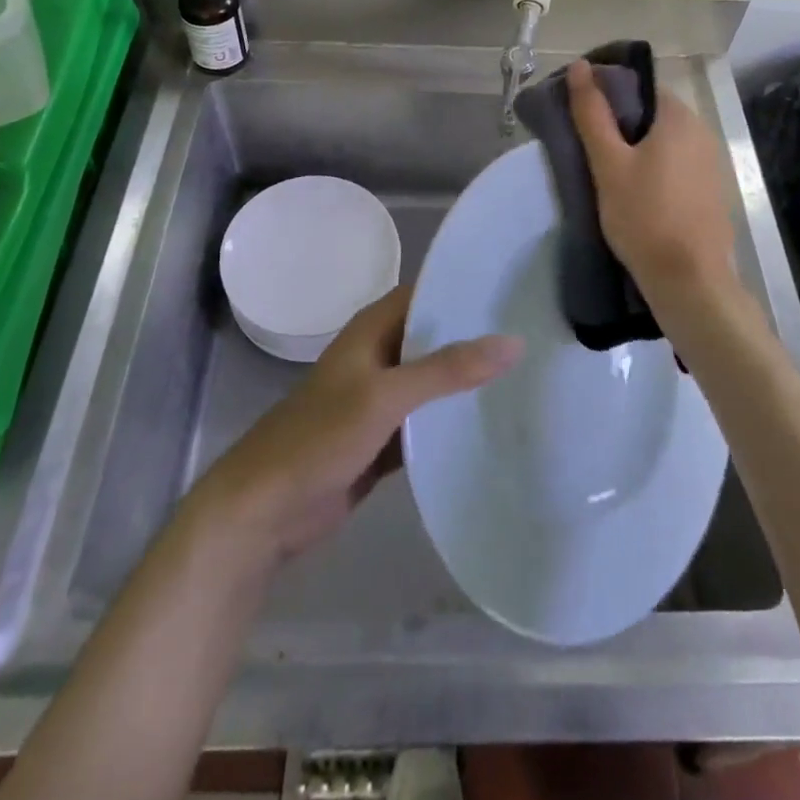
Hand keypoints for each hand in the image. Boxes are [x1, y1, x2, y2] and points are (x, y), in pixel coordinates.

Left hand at [190, 285, 520, 564]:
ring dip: (466, 382)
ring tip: (527, 376)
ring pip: (433, 382)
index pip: (427, 293)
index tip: (514, 290)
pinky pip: (427, 423)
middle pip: (434, 338)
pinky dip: (451, 422)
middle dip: (475, 338)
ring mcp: (381, 399)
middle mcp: (379, 356)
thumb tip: (513, 342)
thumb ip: (447, 370)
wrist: (265, 510)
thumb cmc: (319, 437)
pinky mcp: (384, 439)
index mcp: (373, 329)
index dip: (465, 288)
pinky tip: (492, 424)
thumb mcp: (386, 395)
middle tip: (534, 335)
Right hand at [566, 59, 738, 309]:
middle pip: (652, 113)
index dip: (607, 94)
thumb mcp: (608, 164)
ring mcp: (711, 162)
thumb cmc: (643, 216)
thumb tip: (579, 67)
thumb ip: (592, 114)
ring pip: (664, 141)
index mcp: (679, 116)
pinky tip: (636, 192)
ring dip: (637, 148)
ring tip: (606, 171)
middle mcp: (702, 131)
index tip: (581, 115)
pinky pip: (677, 164)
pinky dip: (655, 168)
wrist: (689, 280)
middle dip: (620, 123)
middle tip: (588, 147)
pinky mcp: (711, 189)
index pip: (639, 86)